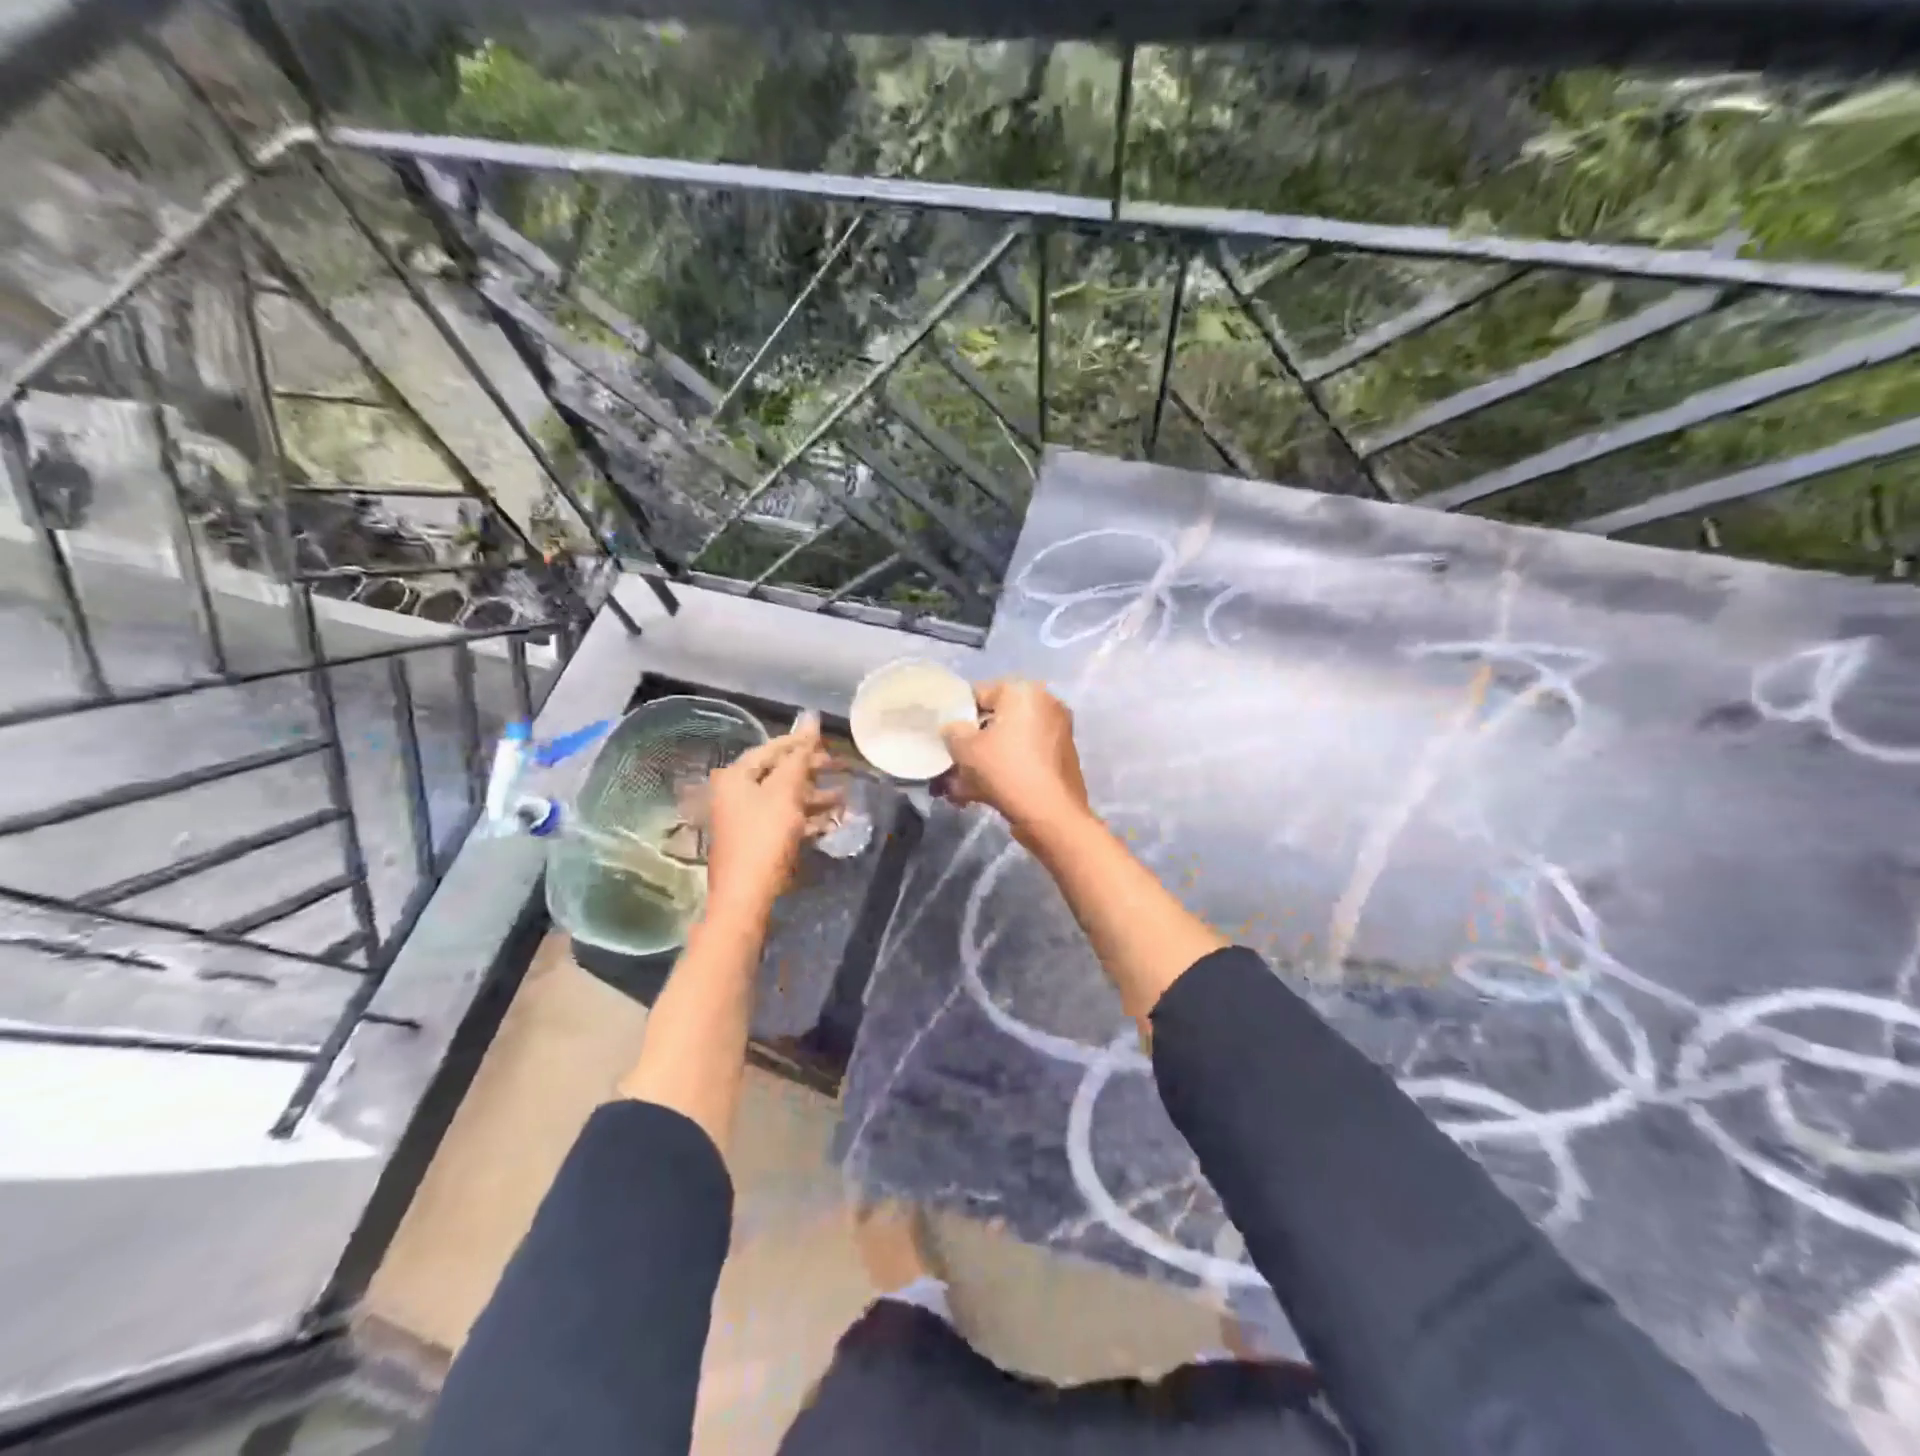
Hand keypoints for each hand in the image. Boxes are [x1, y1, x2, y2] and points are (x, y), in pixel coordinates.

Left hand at [704, 714, 841, 919]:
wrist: (746, 897)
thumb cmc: (764, 837)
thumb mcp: (786, 792)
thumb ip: (800, 755)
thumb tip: (810, 716)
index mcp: (736, 776)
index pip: (773, 748)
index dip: (802, 742)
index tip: (829, 739)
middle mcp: (735, 793)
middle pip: (779, 773)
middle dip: (812, 772)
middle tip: (841, 769)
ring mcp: (744, 818)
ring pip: (785, 798)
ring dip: (814, 797)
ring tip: (844, 798)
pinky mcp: (756, 841)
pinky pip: (784, 820)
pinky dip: (806, 818)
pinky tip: (830, 821)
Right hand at [939, 679, 1090, 846]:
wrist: (1051, 814)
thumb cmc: (1005, 770)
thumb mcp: (965, 748)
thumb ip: (952, 731)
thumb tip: (954, 729)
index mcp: (1024, 691)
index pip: (979, 694)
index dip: (956, 716)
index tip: (944, 738)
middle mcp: (1045, 704)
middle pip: (995, 721)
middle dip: (971, 744)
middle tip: (951, 765)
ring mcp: (1057, 732)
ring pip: (1008, 743)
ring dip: (983, 762)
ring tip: (959, 788)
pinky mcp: (1061, 759)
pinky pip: (1023, 758)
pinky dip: (1003, 770)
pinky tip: (980, 794)